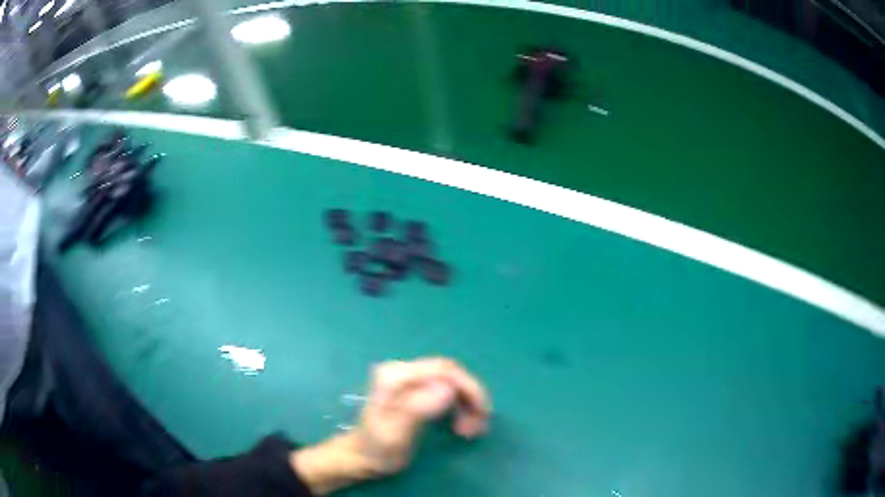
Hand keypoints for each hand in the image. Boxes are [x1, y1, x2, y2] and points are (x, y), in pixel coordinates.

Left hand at [291, 358, 491, 494]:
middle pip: (450, 374)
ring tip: (471, 431)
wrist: (361, 457)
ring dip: (467, 405)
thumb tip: (447, 388)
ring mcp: (408, 379)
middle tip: (479, 426)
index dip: (469, 387)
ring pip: (451, 383)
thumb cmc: (377, 449)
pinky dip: (459, 407)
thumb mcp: (396, 434)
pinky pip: (446, 391)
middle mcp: (402, 371)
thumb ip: (417, 409)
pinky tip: (462, 425)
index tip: (483, 413)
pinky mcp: (414, 389)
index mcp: (395, 376)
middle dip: (470, 398)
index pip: (443, 369)